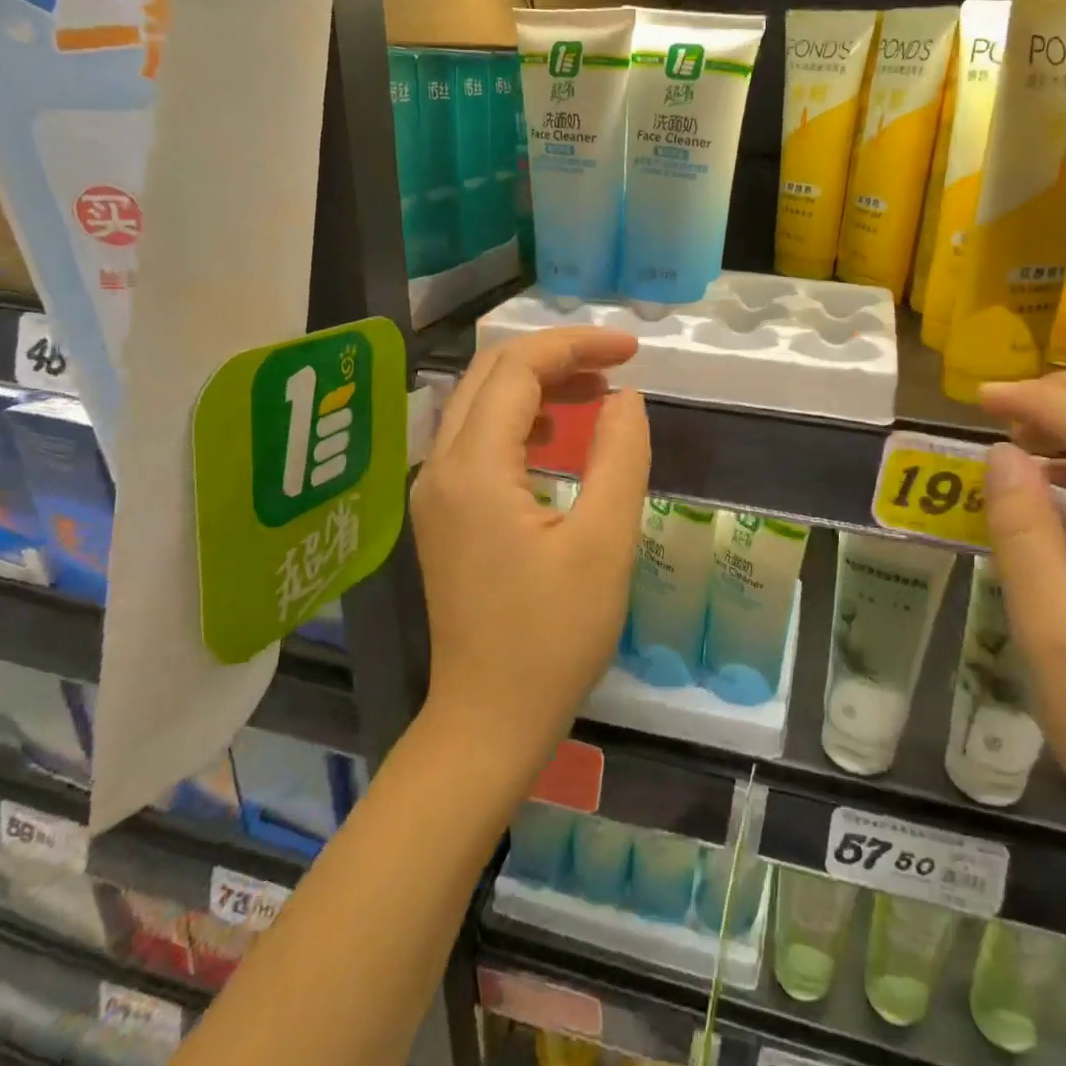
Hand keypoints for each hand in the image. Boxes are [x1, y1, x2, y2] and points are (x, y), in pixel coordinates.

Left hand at [411, 329, 649, 775]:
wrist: (489, 719)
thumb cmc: (553, 638)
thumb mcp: (604, 543)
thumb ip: (619, 456)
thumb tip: (625, 398)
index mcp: (474, 468)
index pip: (518, 369)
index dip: (576, 345)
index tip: (633, 350)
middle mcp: (440, 467)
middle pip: (489, 375)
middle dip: (555, 357)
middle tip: (616, 367)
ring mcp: (433, 492)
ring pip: (479, 405)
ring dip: (536, 387)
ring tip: (596, 394)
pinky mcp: (441, 515)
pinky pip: (475, 441)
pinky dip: (519, 422)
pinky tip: (556, 438)